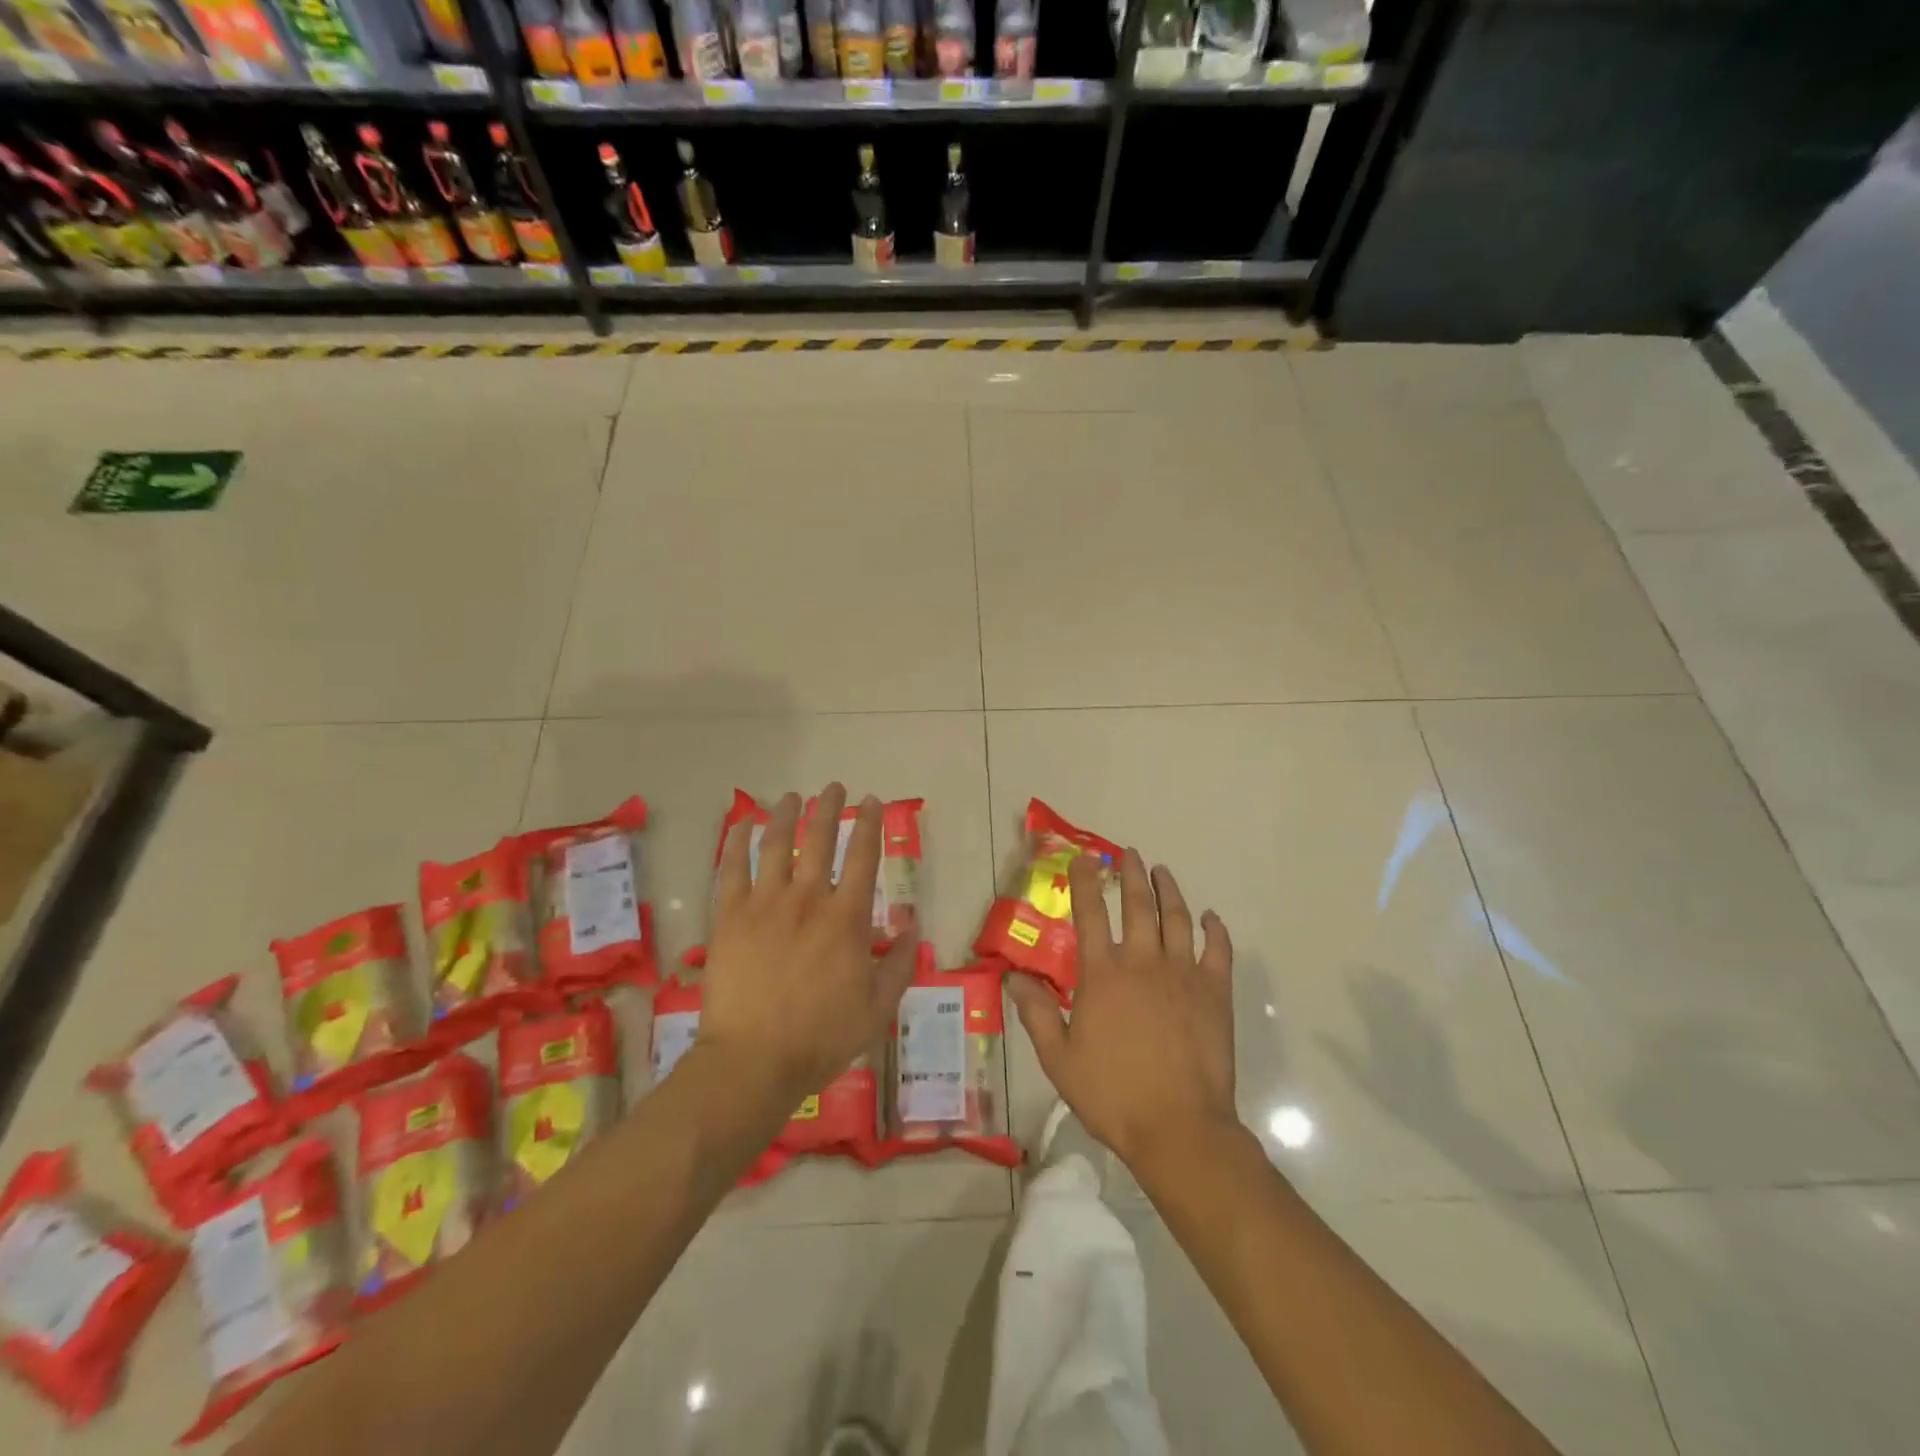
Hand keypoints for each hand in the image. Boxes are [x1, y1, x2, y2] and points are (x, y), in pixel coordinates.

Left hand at [696, 783, 918, 1111]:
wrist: (754, 1061)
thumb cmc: (822, 1037)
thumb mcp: (878, 1007)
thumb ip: (900, 964)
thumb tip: (912, 928)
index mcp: (847, 917)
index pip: (863, 856)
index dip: (870, 824)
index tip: (872, 801)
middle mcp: (808, 899)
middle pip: (819, 839)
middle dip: (829, 808)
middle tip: (834, 788)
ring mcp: (765, 904)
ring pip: (776, 845)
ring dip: (786, 816)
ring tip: (792, 797)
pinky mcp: (729, 916)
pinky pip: (731, 869)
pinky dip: (736, 843)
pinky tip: (741, 824)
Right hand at [1009, 849, 1238, 1174]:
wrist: (1179, 1127)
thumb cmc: (1113, 1094)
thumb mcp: (1059, 1058)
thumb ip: (1036, 1013)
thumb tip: (1013, 976)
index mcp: (1102, 975)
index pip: (1090, 914)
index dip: (1085, 882)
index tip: (1085, 859)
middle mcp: (1142, 962)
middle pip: (1137, 905)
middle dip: (1131, 875)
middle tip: (1130, 853)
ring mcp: (1183, 974)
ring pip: (1177, 919)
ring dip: (1169, 891)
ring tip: (1163, 871)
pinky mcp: (1215, 993)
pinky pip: (1218, 950)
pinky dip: (1215, 929)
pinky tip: (1211, 917)